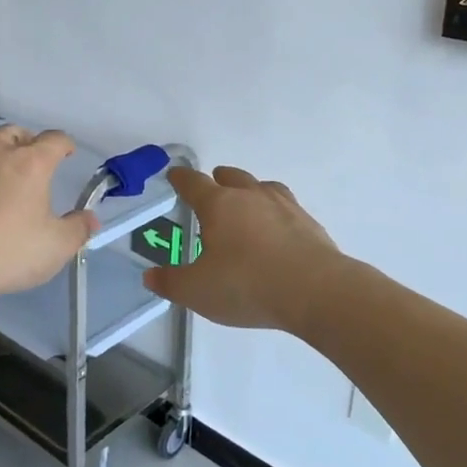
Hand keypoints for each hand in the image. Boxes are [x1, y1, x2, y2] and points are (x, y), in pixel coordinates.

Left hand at [0, 126, 95, 307]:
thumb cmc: (6, 251)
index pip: (54, 139)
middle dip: (26, 141)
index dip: (65, 144)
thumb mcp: (55, 248)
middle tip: (32, 159)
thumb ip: (77, 230)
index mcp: (30, 162)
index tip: (68, 152)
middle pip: (13, 132)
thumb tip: (90, 219)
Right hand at [145, 166, 344, 334]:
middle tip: (213, 188)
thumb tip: (150, 276)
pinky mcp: (308, 223)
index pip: (193, 183)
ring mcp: (283, 206)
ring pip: (262, 186)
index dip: (181, 179)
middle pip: (231, 177)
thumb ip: (171, 282)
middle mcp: (250, 196)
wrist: (316, 291)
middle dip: (219, 180)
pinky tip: (277, 230)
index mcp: (218, 205)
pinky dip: (276, 213)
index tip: (174, 175)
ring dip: (250, 191)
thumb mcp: (197, 291)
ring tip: (247, 204)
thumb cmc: (247, 285)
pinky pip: (287, 207)